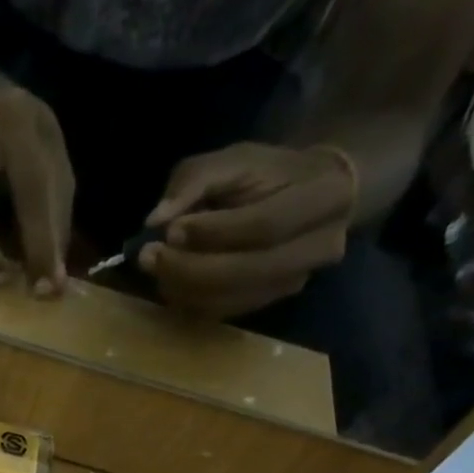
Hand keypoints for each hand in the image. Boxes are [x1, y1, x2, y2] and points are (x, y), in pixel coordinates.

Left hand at [139, 144, 356, 320]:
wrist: (306, 198)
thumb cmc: (269, 174)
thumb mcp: (235, 159)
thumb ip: (195, 180)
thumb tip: (155, 219)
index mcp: (324, 198)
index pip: (264, 226)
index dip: (212, 232)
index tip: (171, 229)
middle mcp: (318, 249)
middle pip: (245, 272)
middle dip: (189, 267)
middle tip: (149, 256)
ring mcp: (293, 283)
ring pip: (230, 299)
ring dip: (183, 288)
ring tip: (156, 267)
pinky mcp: (267, 304)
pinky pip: (222, 313)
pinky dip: (189, 301)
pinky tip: (172, 282)